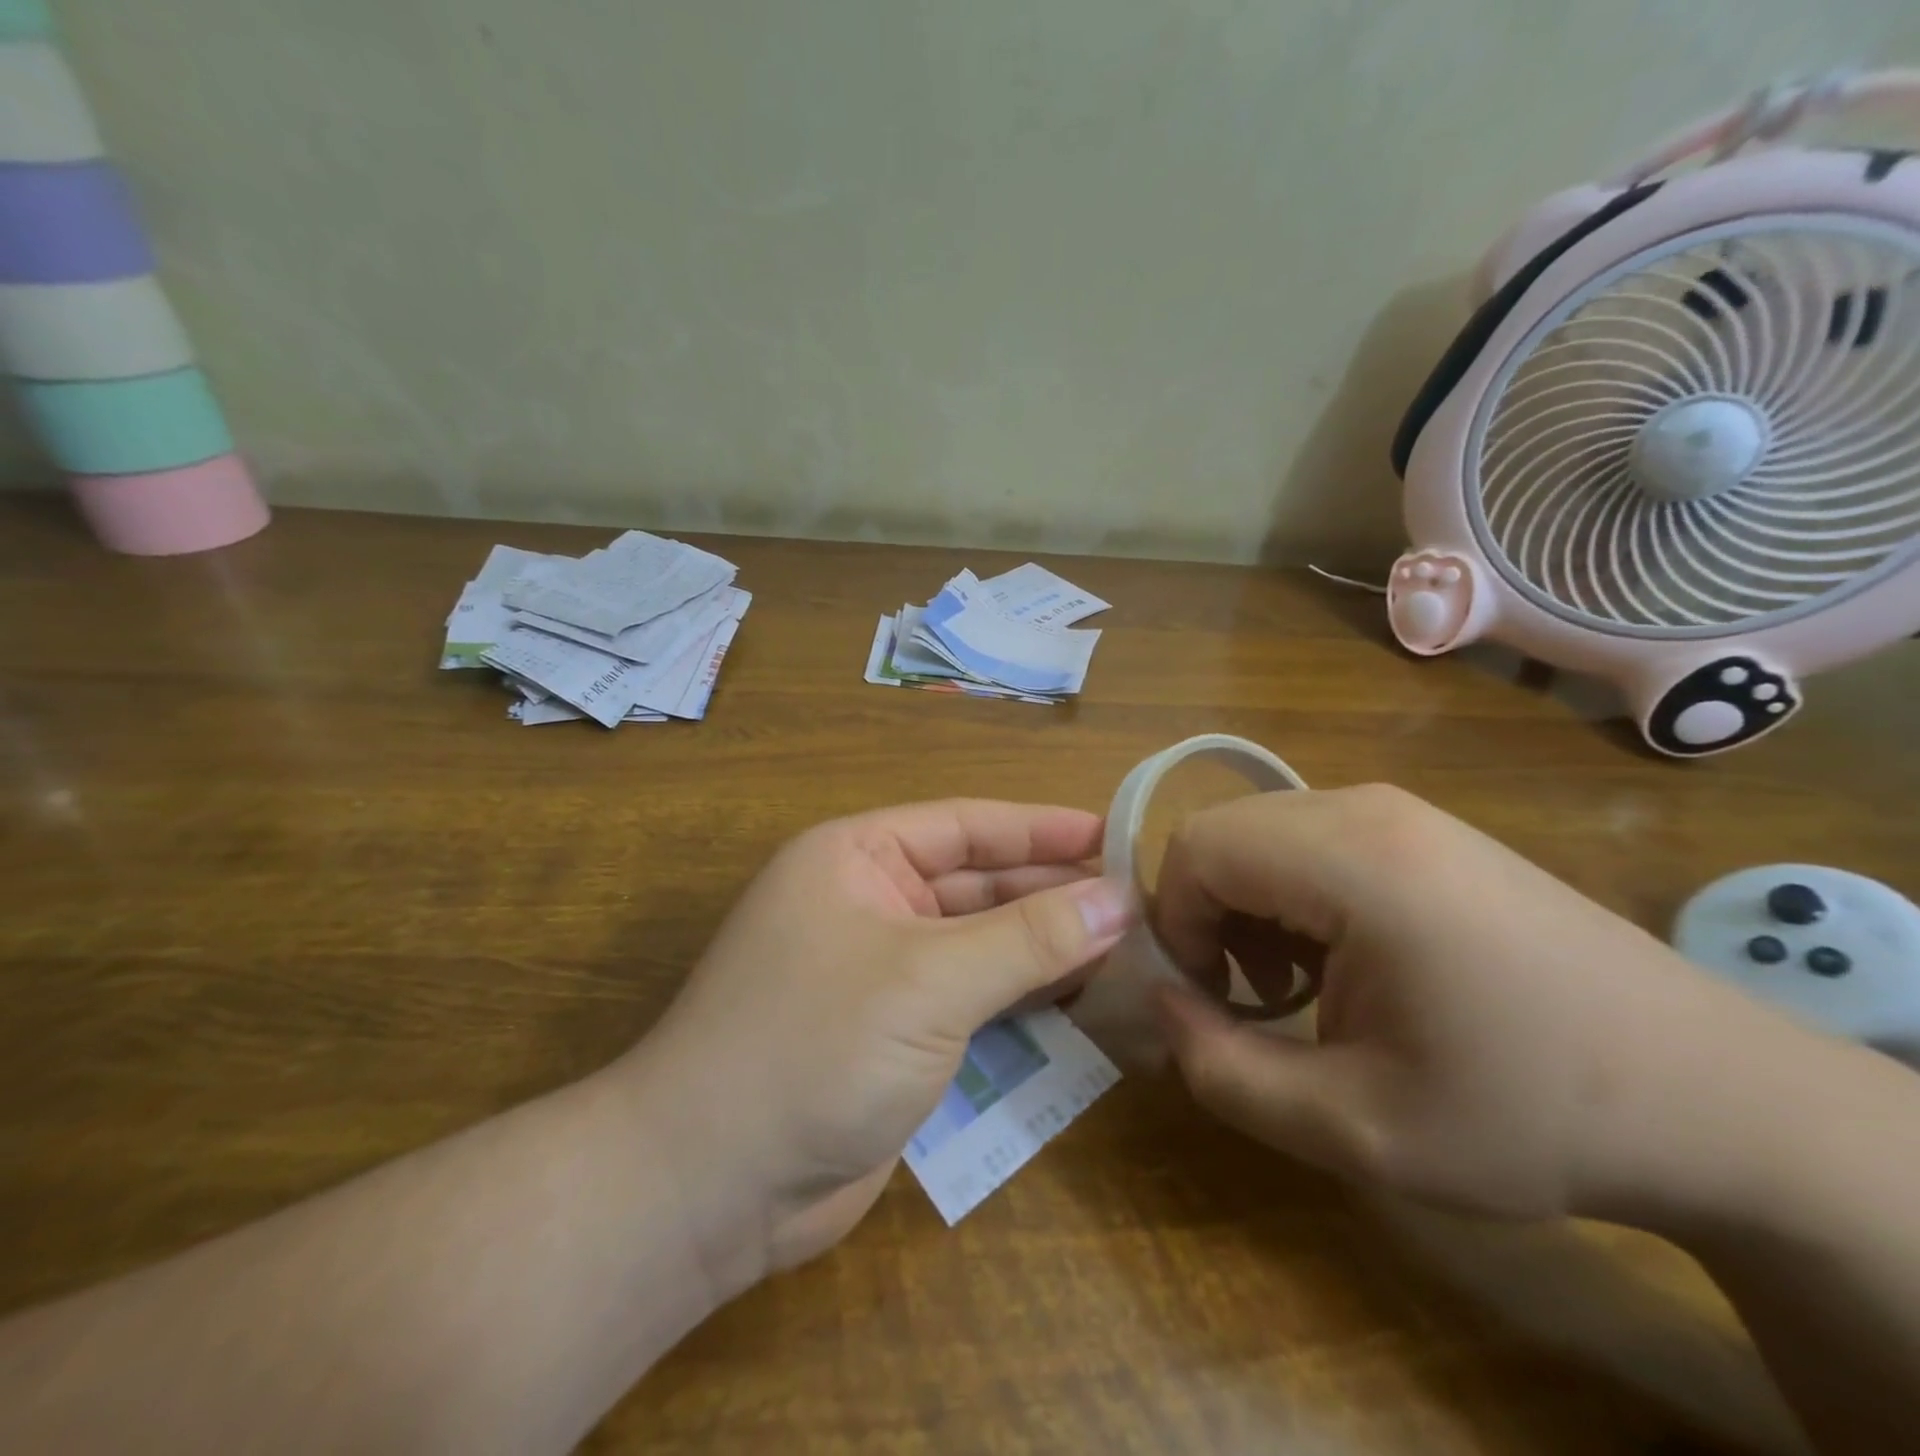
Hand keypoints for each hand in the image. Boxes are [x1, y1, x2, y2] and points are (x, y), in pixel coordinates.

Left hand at [633, 800, 1134, 1293]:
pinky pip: (973, 1000)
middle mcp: (869, 902)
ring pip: (981, 945)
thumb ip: (1029, 938)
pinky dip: (1022, 999)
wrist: (711, 1187)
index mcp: (858, 856)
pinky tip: (1081, 1002)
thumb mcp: (930, 980)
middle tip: (1139, 905)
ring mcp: (883, 972)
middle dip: (1053, 895)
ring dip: (1045, 950)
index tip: (1117, 837)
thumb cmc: (815, 1046)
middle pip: (980, 885)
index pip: (967, 826)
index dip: (1043, 830)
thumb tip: (1118, 900)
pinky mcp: (897, 1034)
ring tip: (1128, 950)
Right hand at [1149, 784, 1819, 1223]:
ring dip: (1246, 904)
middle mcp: (1368, 807)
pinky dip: (1289, 893)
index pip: (1197, 848)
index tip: (1213, 1000)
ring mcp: (1401, 811)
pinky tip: (1340, 959)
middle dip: (1206, 913)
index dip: (1176, 922)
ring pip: (1261, 832)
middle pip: (1223, 832)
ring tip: (1294, 984)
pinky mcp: (1422, 829)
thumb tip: (1162, 1004)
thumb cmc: (1528, 1114)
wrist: (1713, 1097)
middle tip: (1249, 995)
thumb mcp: (1357, 1127)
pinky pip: (1308, 838)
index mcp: (1354, 859)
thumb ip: (1224, 1071)